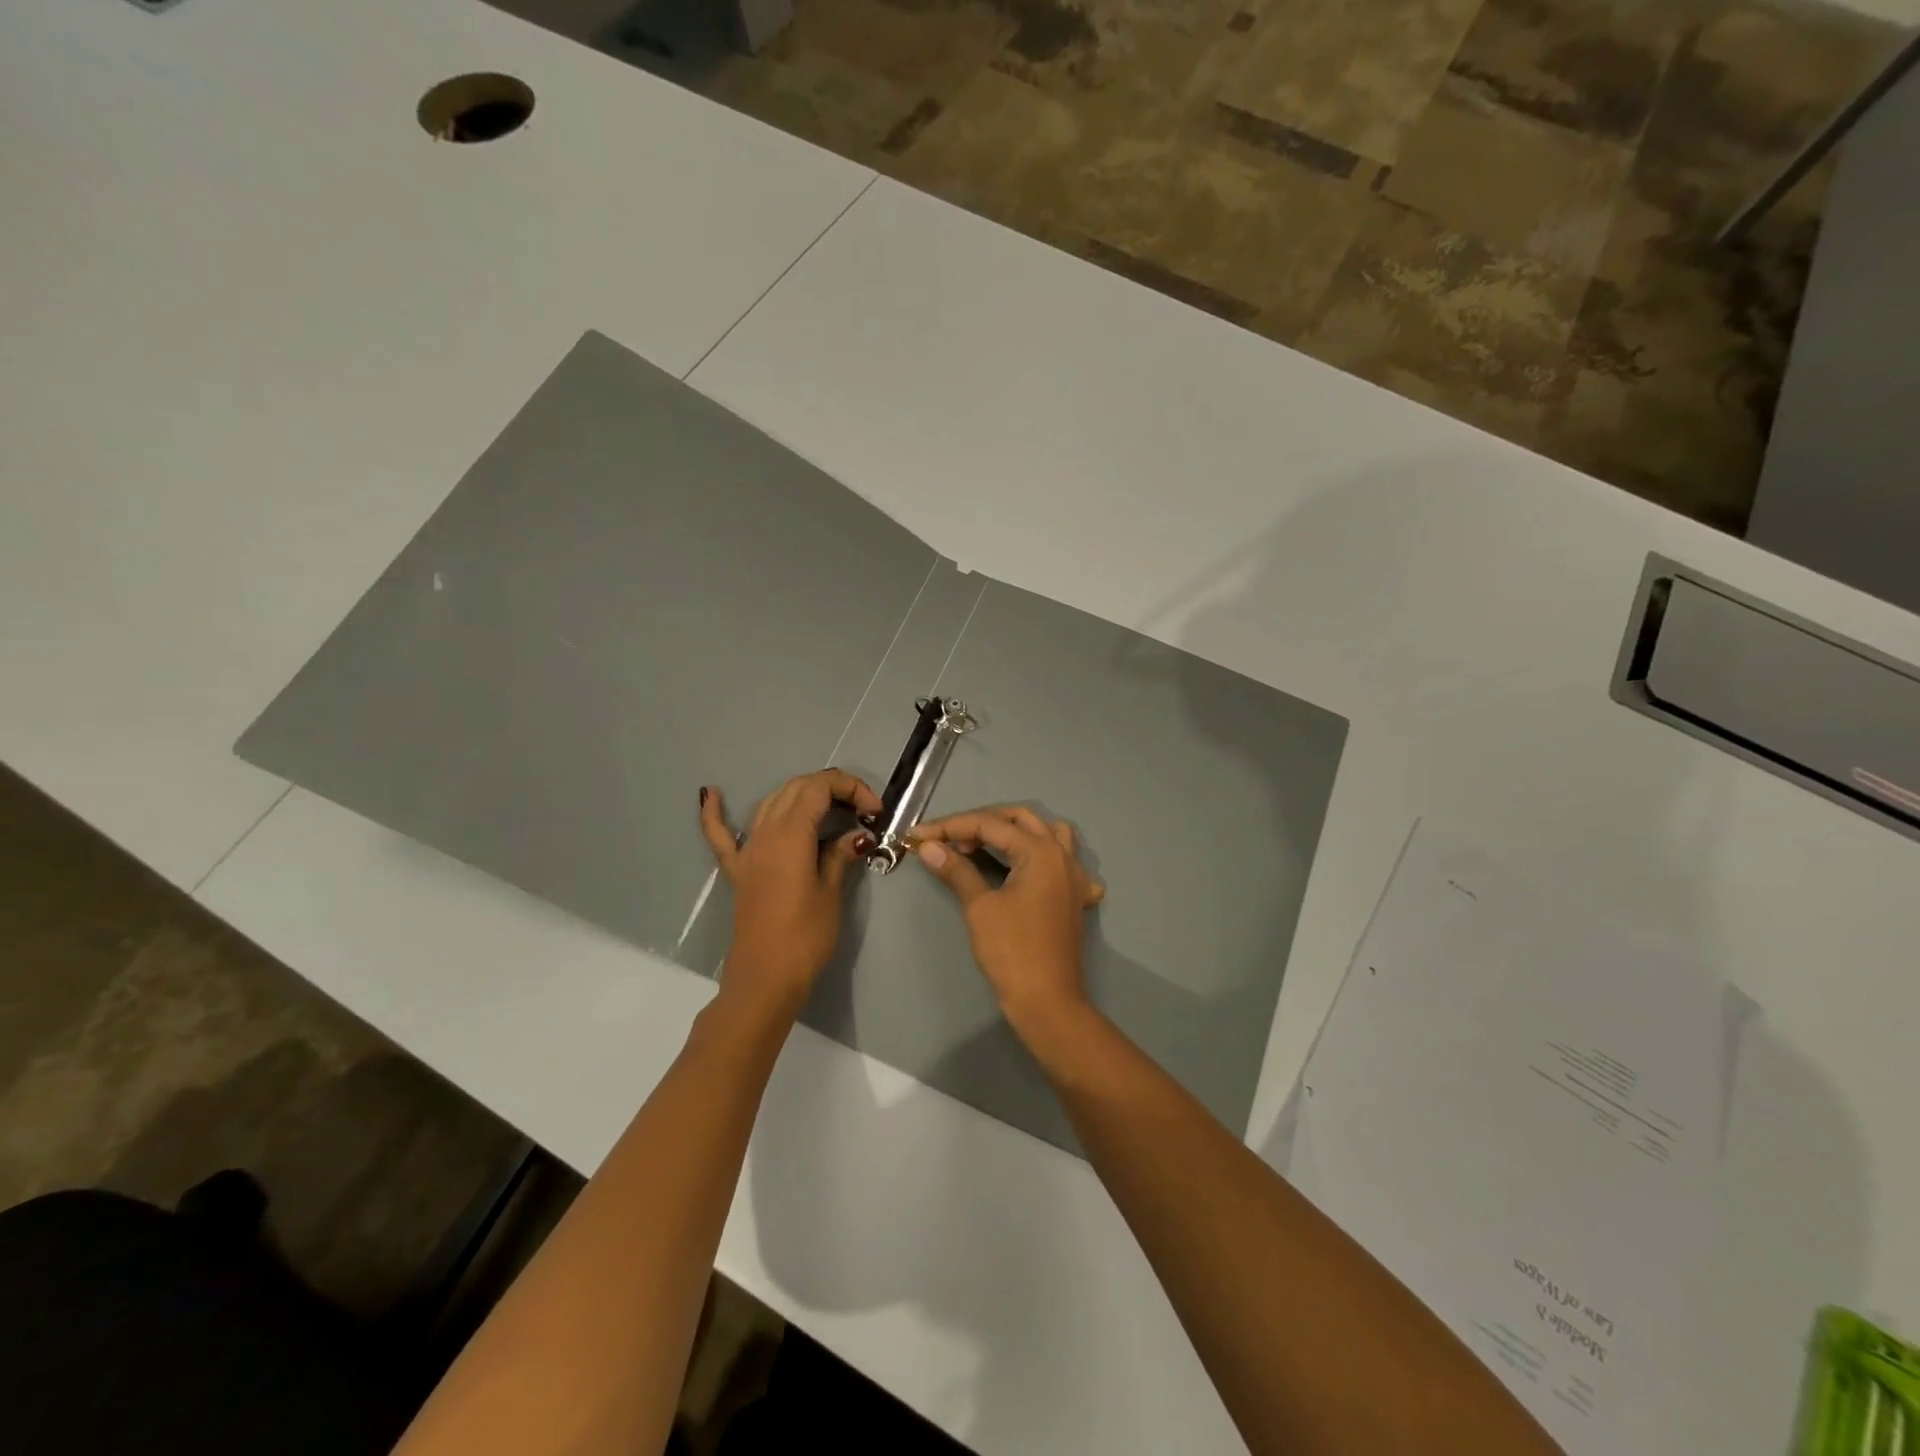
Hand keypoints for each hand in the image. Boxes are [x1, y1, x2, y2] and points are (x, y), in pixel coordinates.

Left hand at [699, 770, 880, 1017]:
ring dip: (800, 795)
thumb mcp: (831, 892)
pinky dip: (714, 812)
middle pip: (797, 788)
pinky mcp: (738, 870)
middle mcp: (765, 832)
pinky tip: (710, 793)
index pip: (820, 787)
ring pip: (771, 802)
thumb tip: (858, 834)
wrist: (765, 979)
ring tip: (830, 808)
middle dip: (832, 789)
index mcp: (791, 833)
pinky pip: (720, 833)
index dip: (852, 788)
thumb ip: (841, 854)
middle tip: (861, 811)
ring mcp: (747, 850)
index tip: (875, 811)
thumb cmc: (805, 937)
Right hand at [912, 806, 1104, 1035]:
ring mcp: (1074, 875)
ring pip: (1047, 832)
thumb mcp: (980, 907)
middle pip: (1020, 820)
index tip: (919, 835)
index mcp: (1040, 851)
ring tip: (986, 845)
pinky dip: (1043, 855)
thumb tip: (929, 846)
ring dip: (1015, 831)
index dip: (951, 826)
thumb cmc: (1012, 952)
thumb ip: (957, 870)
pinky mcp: (1075, 896)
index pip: (990, 825)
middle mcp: (1062, 854)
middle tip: (949, 840)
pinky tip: (1028, 869)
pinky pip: (1064, 860)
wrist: (1047, 1001)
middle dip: (981, 823)